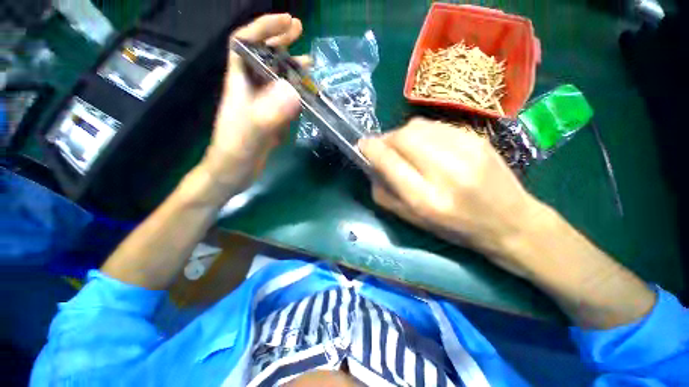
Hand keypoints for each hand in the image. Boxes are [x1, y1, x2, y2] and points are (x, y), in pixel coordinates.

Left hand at [202, 14, 303, 192]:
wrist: (232, 173)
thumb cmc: (235, 153)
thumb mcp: (252, 133)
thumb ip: (271, 113)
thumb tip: (296, 91)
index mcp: (239, 84)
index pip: (244, 44)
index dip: (263, 28)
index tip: (285, 21)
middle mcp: (249, 90)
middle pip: (262, 57)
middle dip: (279, 41)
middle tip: (299, 30)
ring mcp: (260, 105)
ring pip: (274, 79)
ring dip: (290, 68)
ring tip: (309, 63)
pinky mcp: (268, 119)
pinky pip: (282, 100)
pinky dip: (293, 93)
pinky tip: (304, 94)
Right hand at [359, 118, 543, 275]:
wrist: (509, 222)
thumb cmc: (455, 228)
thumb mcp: (413, 220)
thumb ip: (385, 194)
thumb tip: (371, 168)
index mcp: (426, 200)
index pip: (389, 162)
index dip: (371, 149)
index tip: (362, 145)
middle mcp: (446, 172)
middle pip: (403, 137)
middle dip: (386, 139)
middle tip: (384, 148)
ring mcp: (466, 151)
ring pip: (418, 126)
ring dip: (402, 134)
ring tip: (404, 147)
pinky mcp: (477, 138)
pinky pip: (436, 125)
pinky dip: (422, 132)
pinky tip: (425, 145)